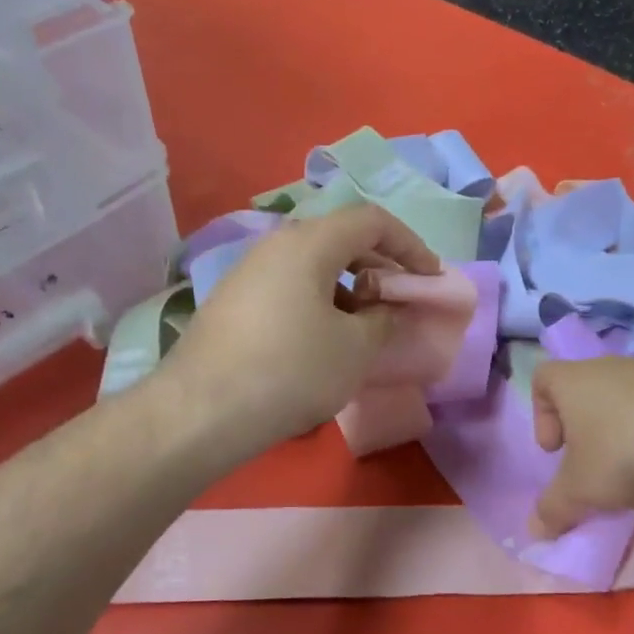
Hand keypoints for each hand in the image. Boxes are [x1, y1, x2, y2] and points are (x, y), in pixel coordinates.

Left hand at [160, 204, 439, 463]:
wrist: (203, 411)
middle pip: (340, 238)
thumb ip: (384, 318)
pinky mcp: (232, 302)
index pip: (372, 221)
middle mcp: (276, 245)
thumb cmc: (293, 370)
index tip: (429, 277)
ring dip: (349, 287)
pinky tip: (324, 340)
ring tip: (365, 325)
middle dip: (379, 266)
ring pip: (312, 265)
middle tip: (400, 299)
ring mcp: (248, 272)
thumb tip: (388, 307)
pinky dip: (319, 302)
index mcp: (310, 243)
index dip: (410, 245)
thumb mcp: (356, 347)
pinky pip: (289, 287)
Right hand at [529, 357, 633, 536]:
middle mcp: (609, 367)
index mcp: (573, 382)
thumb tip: (535, 532)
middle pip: (585, 386)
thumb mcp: (579, 492)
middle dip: (583, 424)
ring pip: (625, 394)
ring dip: (622, 424)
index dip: (541, 414)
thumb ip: (552, 510)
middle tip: (591, 460)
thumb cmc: (621, 455)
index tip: (556, 450)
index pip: (543, 378)